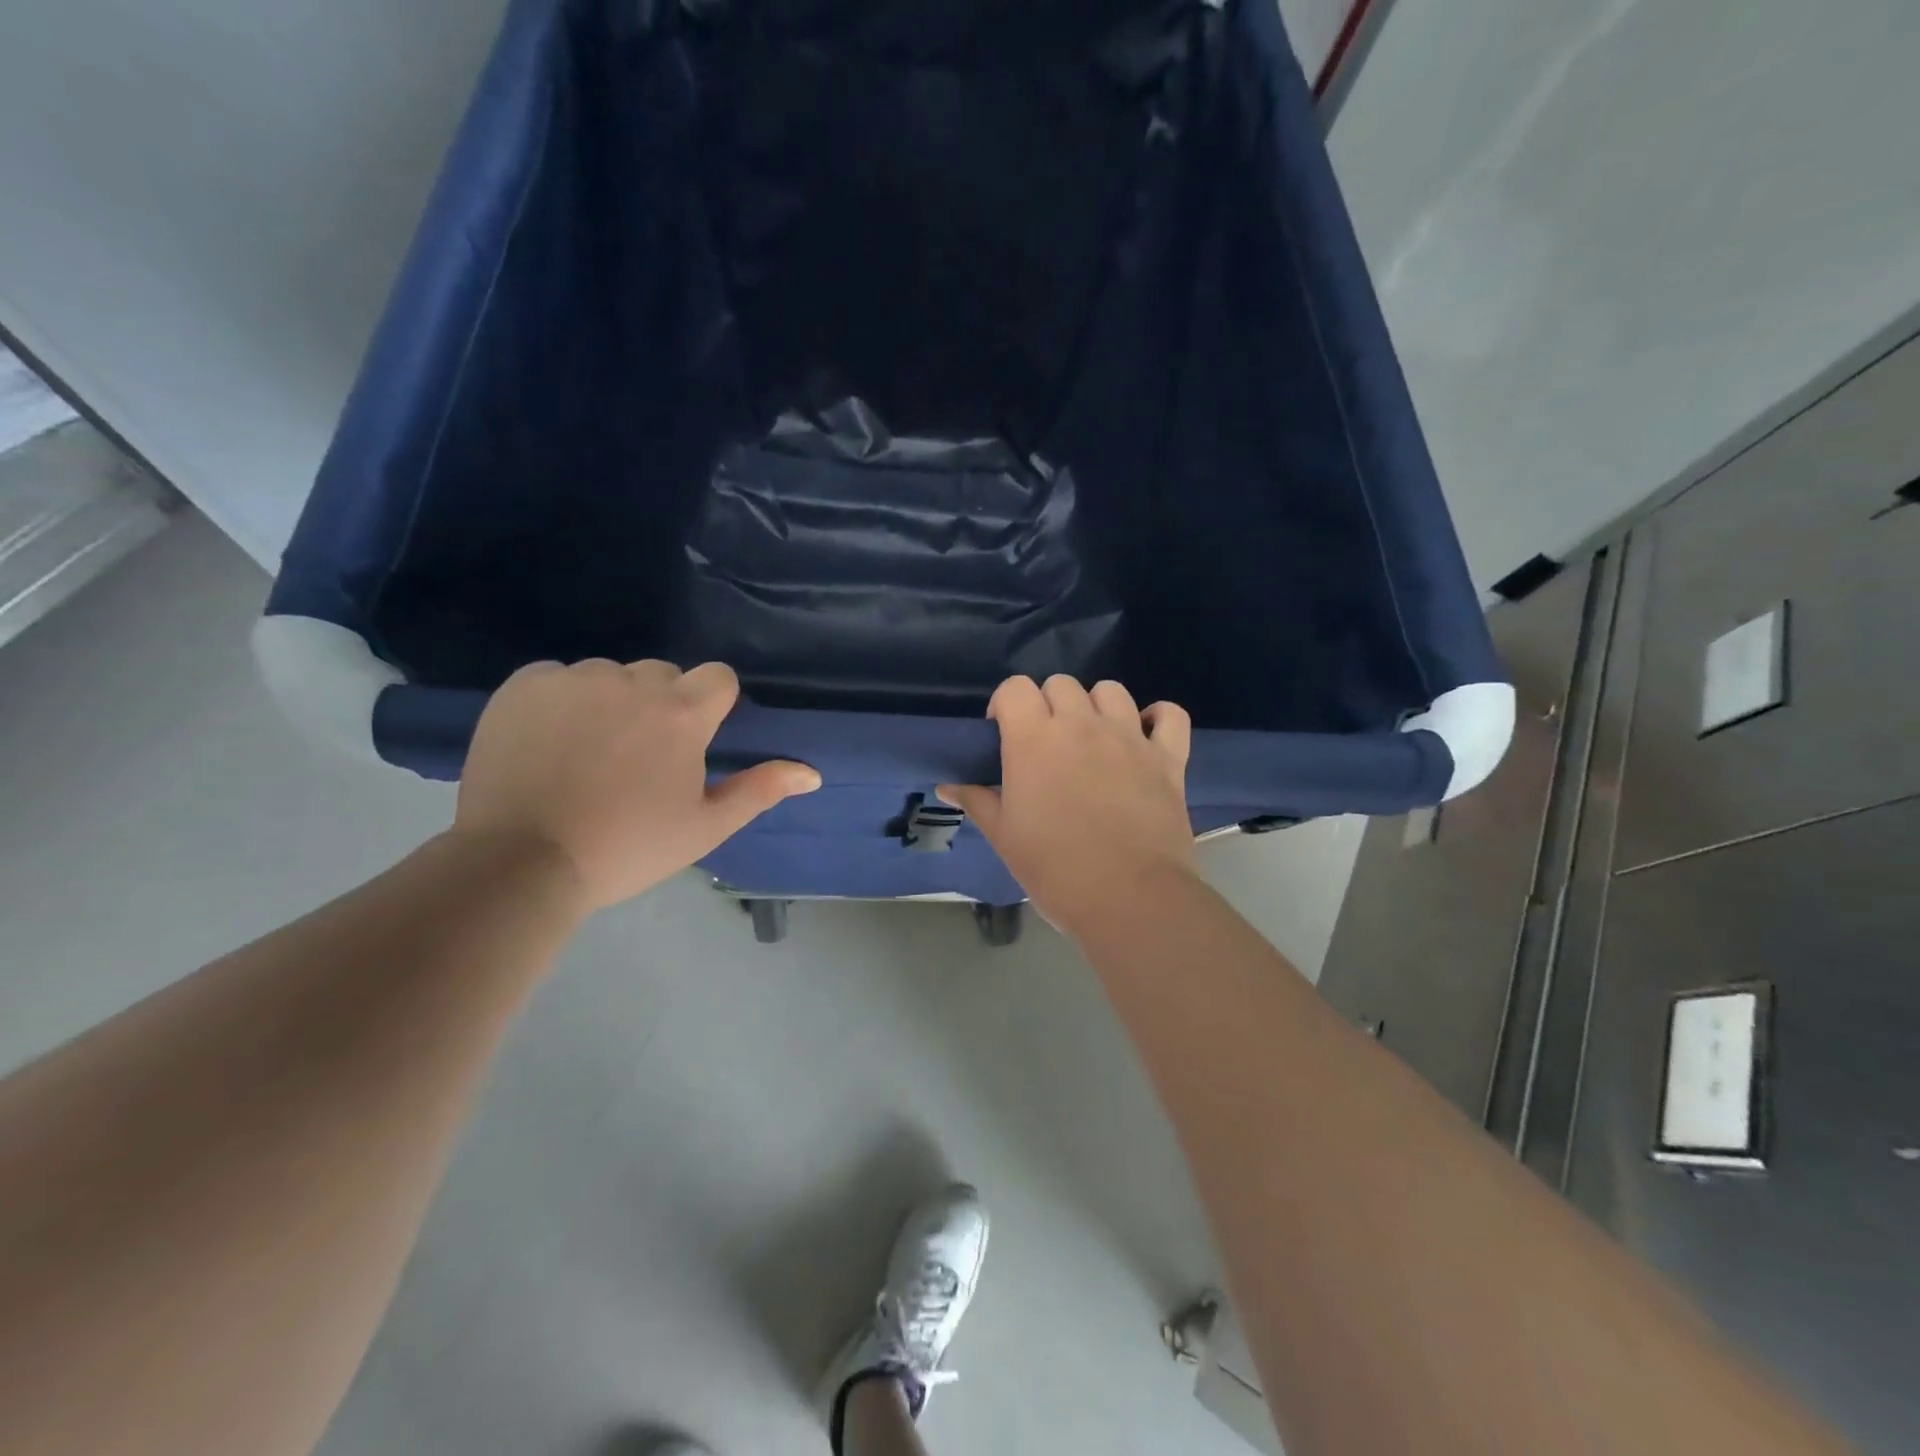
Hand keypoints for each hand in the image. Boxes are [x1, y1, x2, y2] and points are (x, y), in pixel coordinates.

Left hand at [453, 659, 819, 909]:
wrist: (521, 863)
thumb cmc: (628, 848)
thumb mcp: (705, 827)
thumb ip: (760, 790)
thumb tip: (812, 773)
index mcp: (682, 714)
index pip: (717, 677)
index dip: (713, 704)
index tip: (694, 740)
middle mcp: (632, 682)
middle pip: (662, 674)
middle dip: (661, 705)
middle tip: (639, 758)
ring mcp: (574, 679)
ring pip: (609, 676)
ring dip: (610, 702)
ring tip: (588, 754)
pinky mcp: (524, 685)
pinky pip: (558, 678)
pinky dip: (561, 702)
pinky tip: (549, 744)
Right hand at [941, 675, 1193, 939]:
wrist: (1129, 899)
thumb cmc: (1055, 869)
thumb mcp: (1004, 837)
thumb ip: (977, 800)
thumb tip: (948, 785)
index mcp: (1035, 739)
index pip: (1014, 688)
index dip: (1005, 704)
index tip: (1003, 733)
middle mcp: (1082, 725)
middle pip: (1061, 684)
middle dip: (1047, 704)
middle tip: (1045, 744)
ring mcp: (1129, 737)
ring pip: (1111, 690)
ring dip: (1095, 706)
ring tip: (1092, 738)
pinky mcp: (1168, 757)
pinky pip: (1170, 714)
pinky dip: (1157, 718)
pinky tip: (1145, 735)